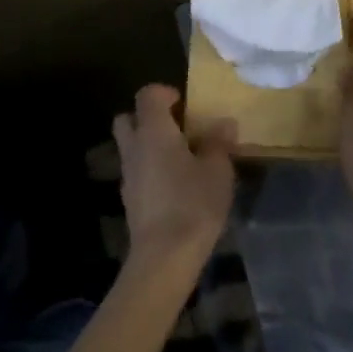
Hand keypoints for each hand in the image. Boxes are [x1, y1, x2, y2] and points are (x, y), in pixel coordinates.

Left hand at [112, 84, 236, 271]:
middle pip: (128, 119)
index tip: (184, 103)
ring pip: (130, 147)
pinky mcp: (129, 202)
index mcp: (154, 131)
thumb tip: (225, 123)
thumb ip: (219, 143)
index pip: (147, 95)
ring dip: (148, 145)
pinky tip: (173, 186)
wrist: (163, 259)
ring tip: (179, 158)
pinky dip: (149, 170)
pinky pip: (136, 172)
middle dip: (147, 117)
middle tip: (175, 127)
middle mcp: (134, 147)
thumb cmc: (193, 204)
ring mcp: (128, 176)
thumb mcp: (218, 170)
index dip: (164, 93)